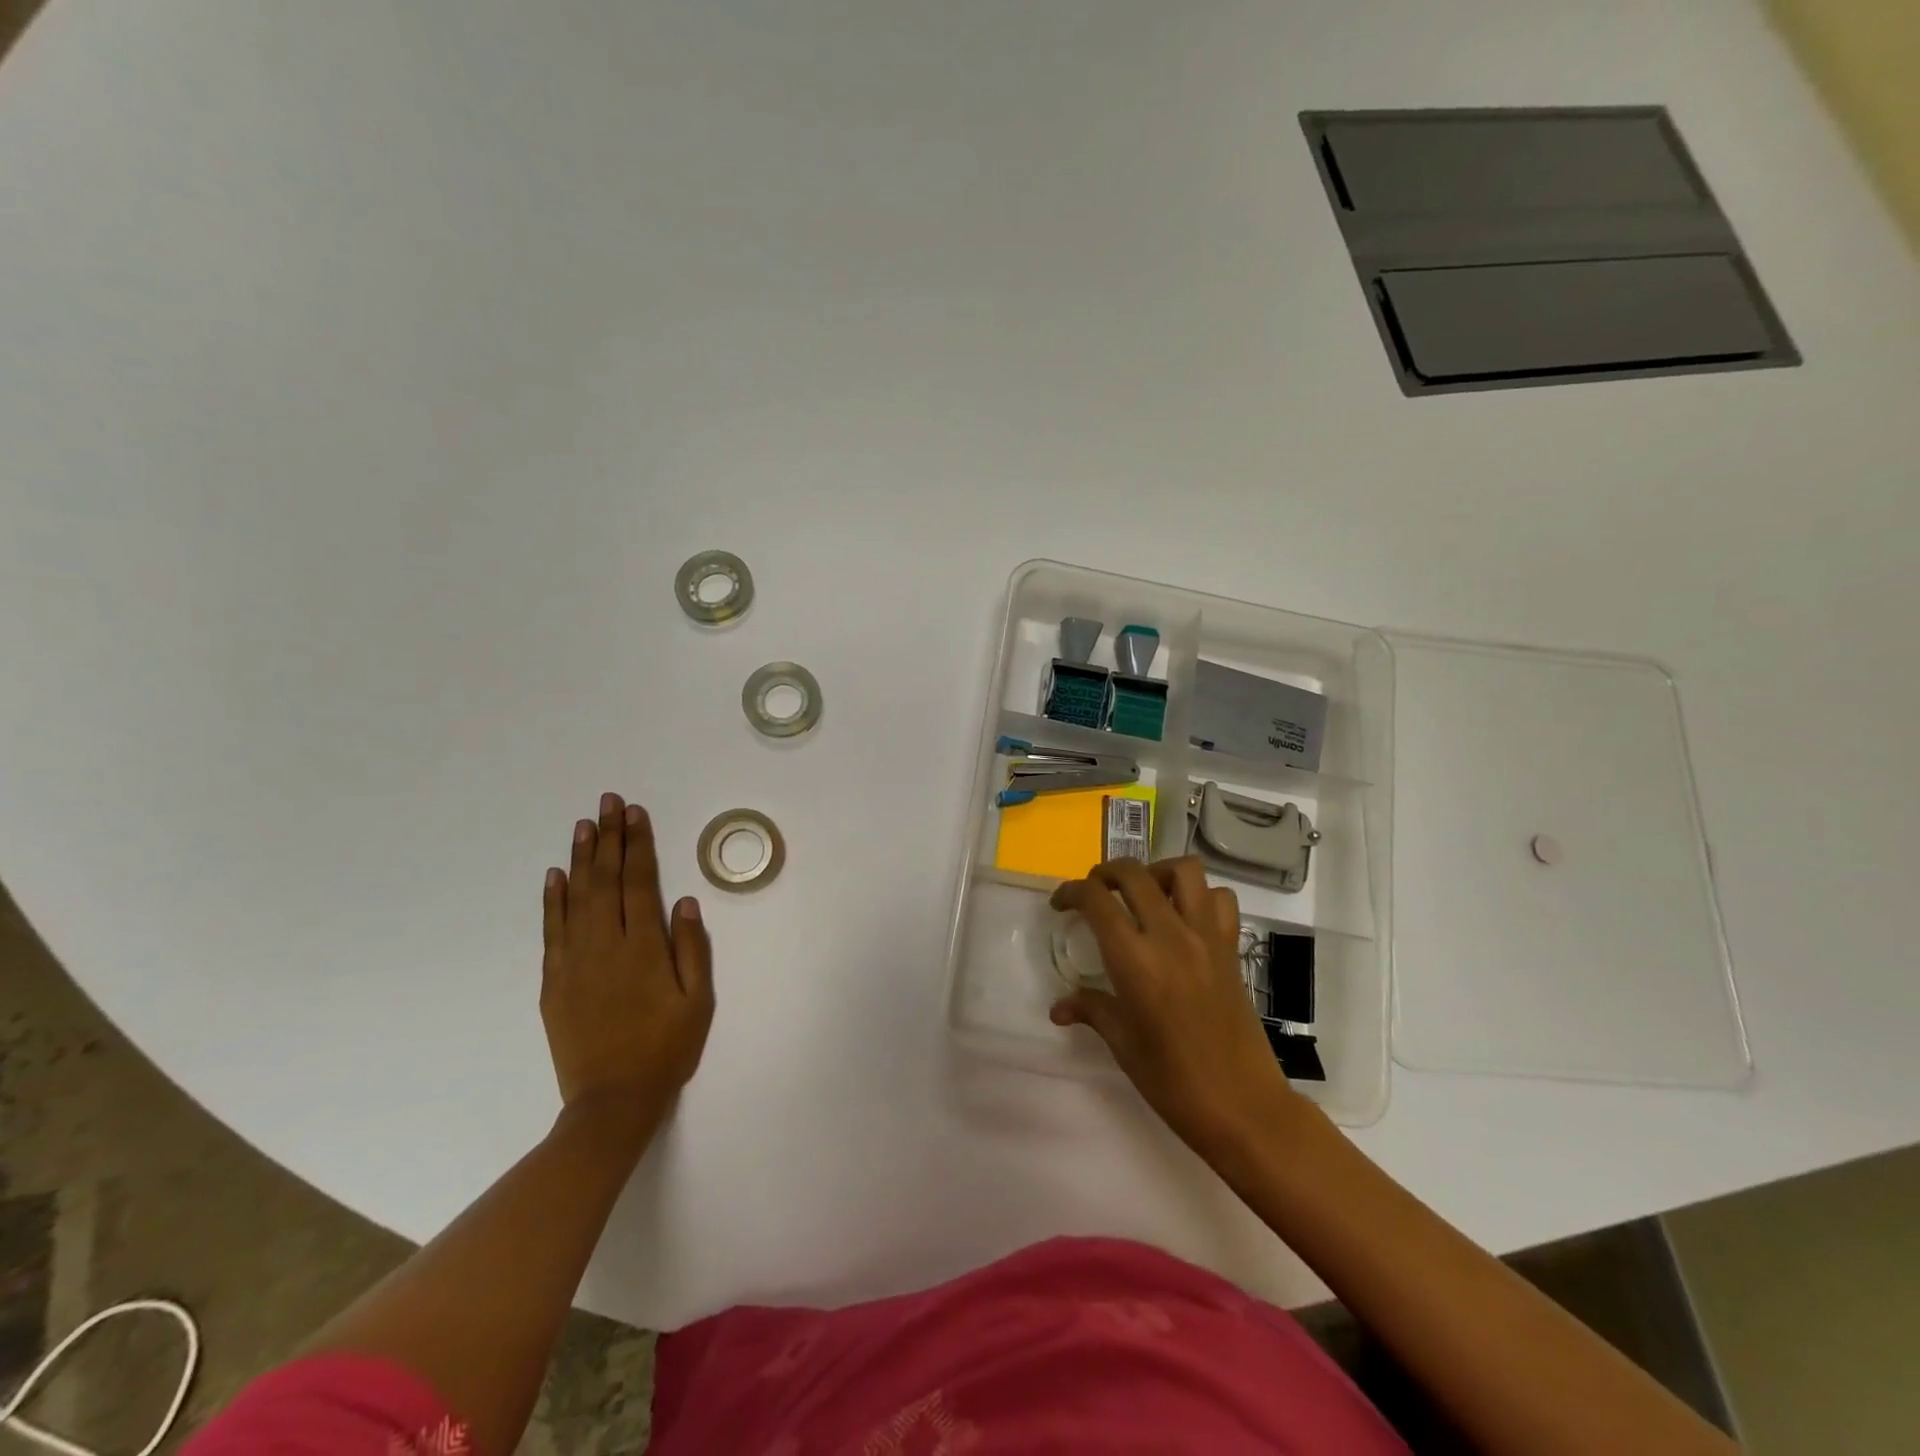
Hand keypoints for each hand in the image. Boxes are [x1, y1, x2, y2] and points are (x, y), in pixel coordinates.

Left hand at [541, 793, 714, 1127]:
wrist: (612, 1101)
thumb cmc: (666, 1049)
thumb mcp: (698, 1002)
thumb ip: (693, 949)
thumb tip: (686, 902)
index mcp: (644, 949)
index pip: (639, 883)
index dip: (638, 845)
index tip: (636, 814)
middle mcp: (605, 946)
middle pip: (606, 880)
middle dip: (609, 837)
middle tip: (609, 802)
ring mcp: (574, 962)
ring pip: (575, 898)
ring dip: (581, 858)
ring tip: (584, 824)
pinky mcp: (554, 981)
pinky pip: (552, 930)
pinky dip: (552, 899)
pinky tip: (555, 875)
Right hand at [1050, 857, 1301, 1161]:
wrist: (1243, 1106)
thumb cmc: (1173, 1081)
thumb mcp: (1123, 1044)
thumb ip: (1091, 1010)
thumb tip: (1058, 1008)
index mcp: (1134, 960)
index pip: (1096, 900)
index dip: (1071, 892)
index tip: (1061, 904)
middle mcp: (1169, 936)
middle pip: (1133, 873)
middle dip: (1106, 873)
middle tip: (1095, 892)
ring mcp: (1206, 938)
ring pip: (1184, 870)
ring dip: (1157, 872)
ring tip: (1144, 894)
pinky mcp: (1231, 948)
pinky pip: (1220, 899)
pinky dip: (1201, 895)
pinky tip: (1185, 917)